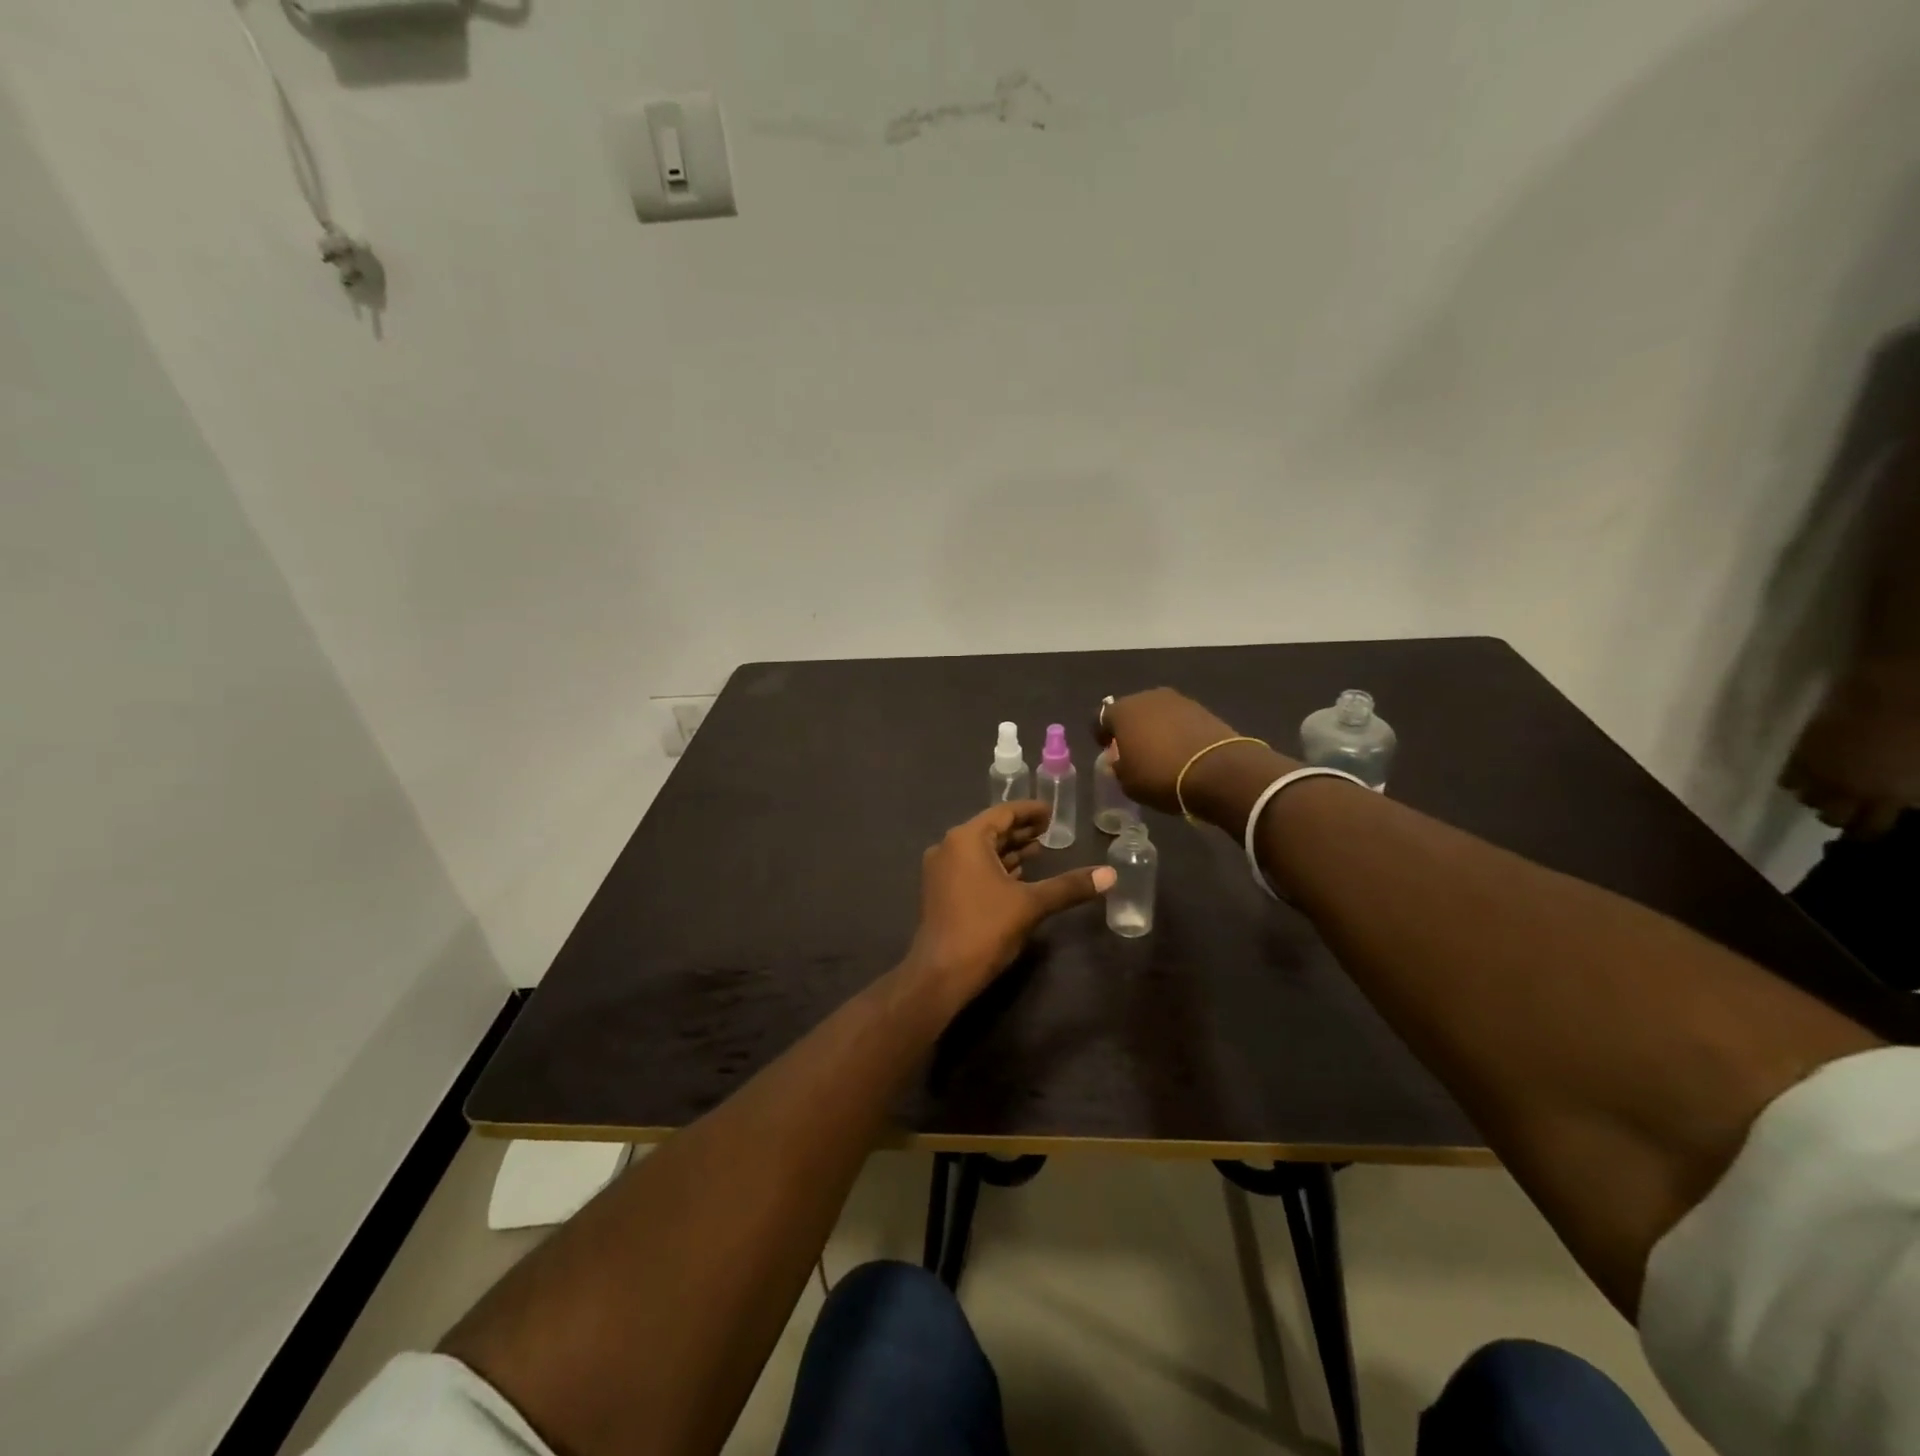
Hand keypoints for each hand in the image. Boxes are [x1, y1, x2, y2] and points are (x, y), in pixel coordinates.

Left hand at [905, 802, 1113, 998]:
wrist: (941, 973)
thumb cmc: (985, 928)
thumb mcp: (1031, 904)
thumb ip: (1069, 886)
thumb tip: (1110, 874)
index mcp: (966, 839)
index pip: (1003, 813)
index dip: (1030, 811)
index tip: (1052, 812)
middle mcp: (948, 847)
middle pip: (991, 830)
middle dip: (1020, 831)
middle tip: (1050, 830)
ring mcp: (941, 870)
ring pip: (981, 851)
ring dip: (1008, 850)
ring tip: (1039, 850)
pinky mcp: (940, 891)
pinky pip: (972, 867)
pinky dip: (995, 867)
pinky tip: (1017, 875)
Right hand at [1097, 688, 1290, 817]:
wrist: (1218, 772)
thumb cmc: (1161, 776)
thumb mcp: (1128, 782)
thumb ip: (1118, 767)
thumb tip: (1120, 761)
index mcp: (1122, 711)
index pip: (1100, 718)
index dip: (1100, 734)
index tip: (1106, 749)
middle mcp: (1148, 697)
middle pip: (1131, 710)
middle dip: (1130, 728)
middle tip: (1134, 750)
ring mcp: (1178, 700)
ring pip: (1157, 713)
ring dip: (1155, 728)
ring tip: (1160, 751)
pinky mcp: (1203, 709)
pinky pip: (1180, 719)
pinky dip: (1177, 731)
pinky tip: (1181, 750)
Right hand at [1781, 659, 1919, 837]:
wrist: (1897, 690)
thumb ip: (1914, 788)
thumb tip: (1906, 802)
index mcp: (1893, 795)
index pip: (1872, 829)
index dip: (1871, 829)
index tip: (1873, 825)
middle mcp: (1852, 791)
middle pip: (1833, 818)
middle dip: (1841, 814)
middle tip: (1850, 806)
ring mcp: (1822, 773)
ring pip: (1807, 800)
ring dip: (1817, 797)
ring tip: (1826, 788)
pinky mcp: (1802, 756)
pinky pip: (1789, 779)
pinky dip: (1797, 781)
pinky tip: (1807, 774)